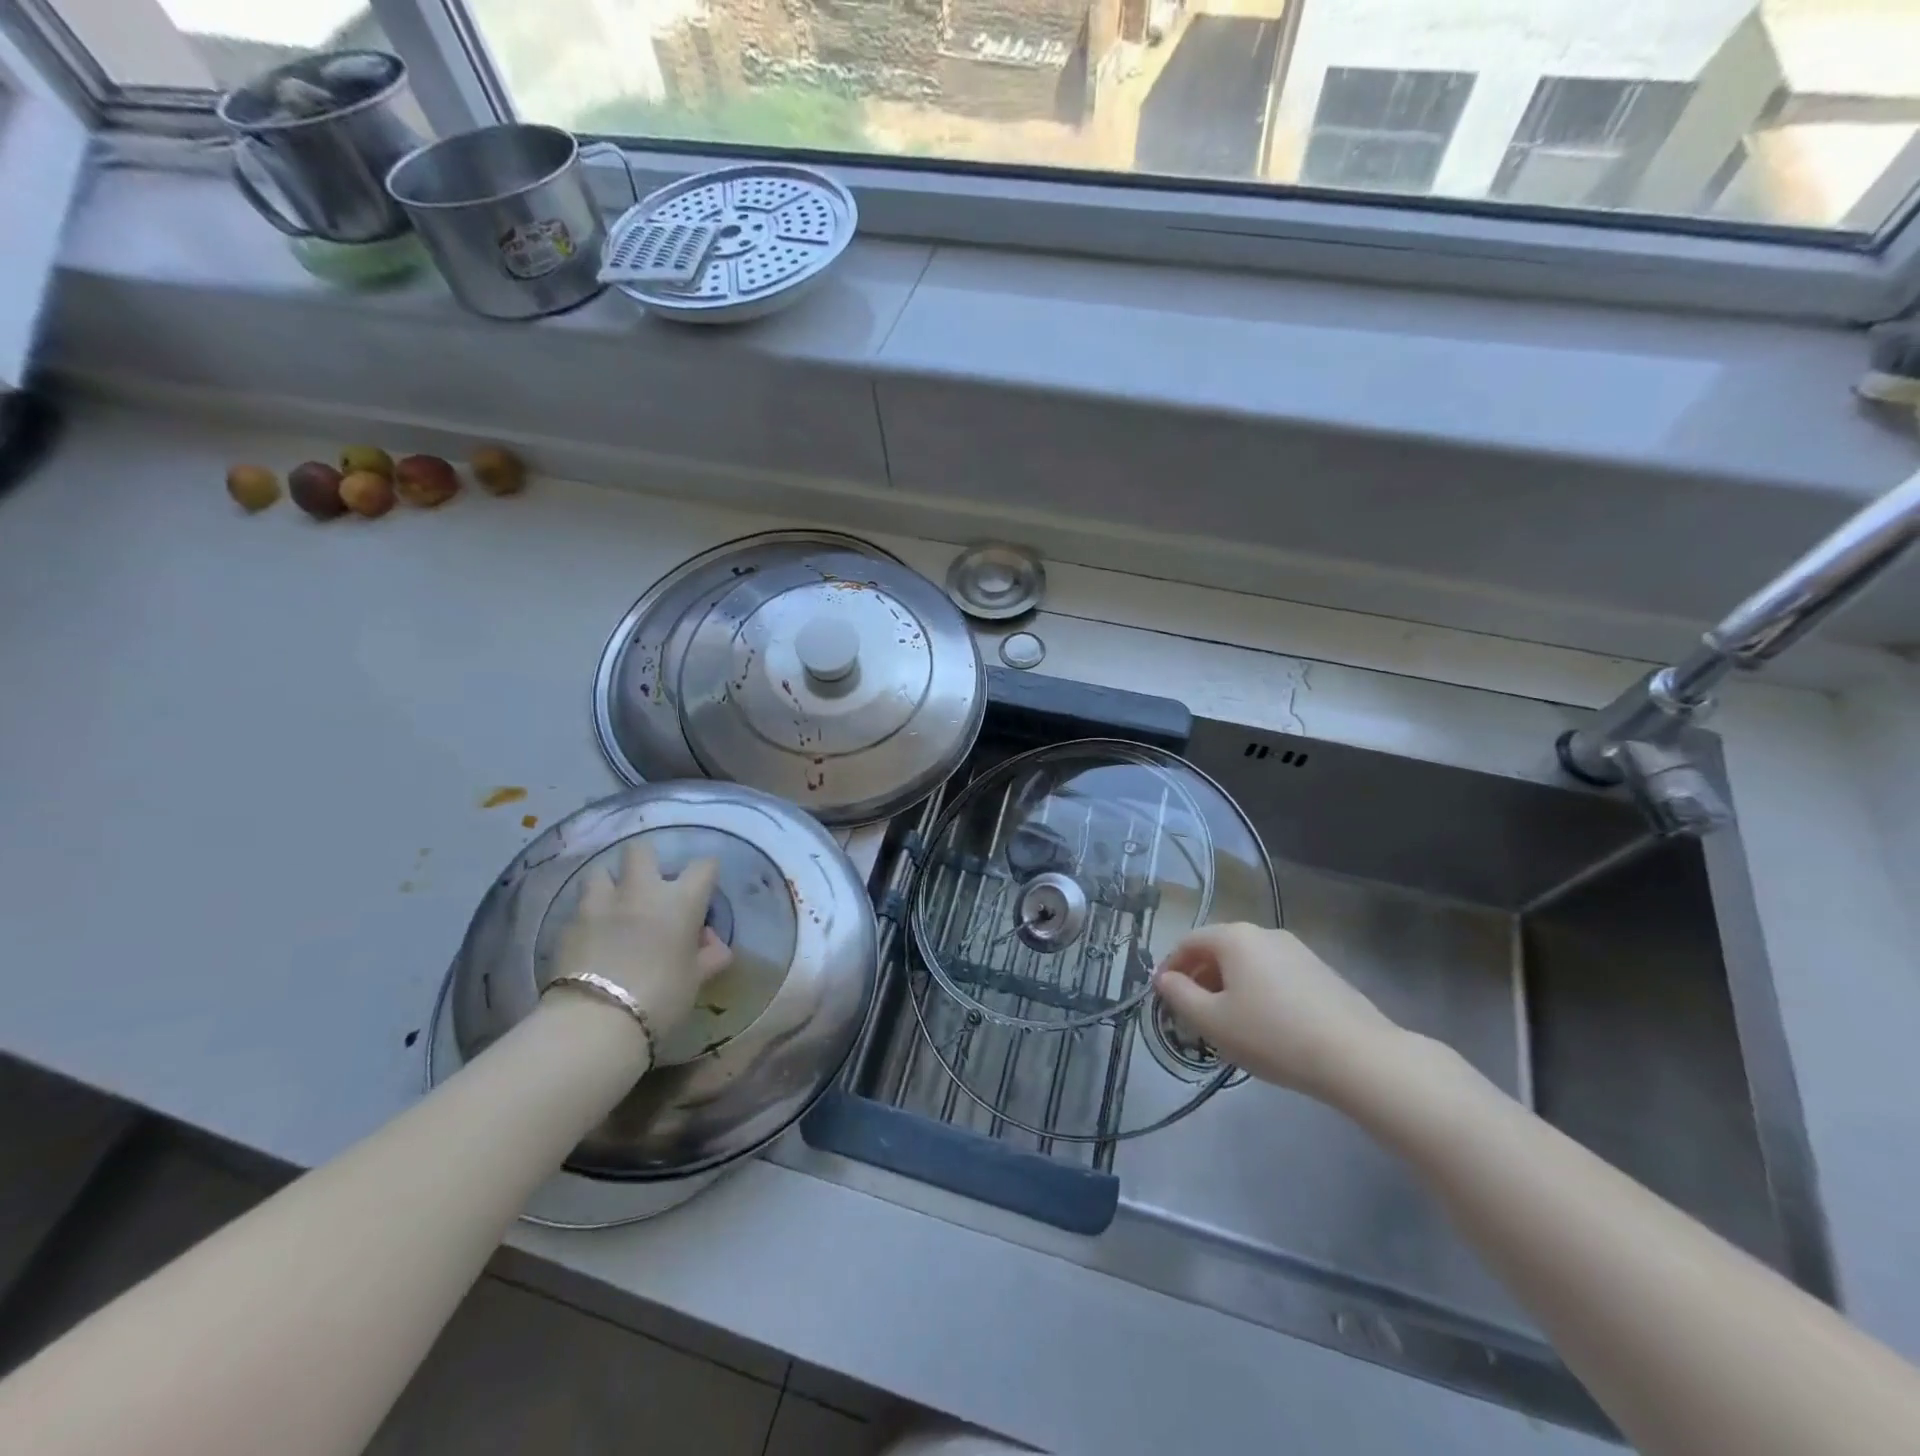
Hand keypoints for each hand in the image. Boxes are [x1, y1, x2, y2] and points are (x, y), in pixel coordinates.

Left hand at [546, 840, 731, 1040]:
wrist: (596, 1022)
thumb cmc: (660, 998)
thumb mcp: (695, 980)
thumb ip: (708, 957)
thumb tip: (714, 946)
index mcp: (680, 901)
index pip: (703, 866)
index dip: (706, 874)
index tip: (704, 888)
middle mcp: (641, 891)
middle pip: (641, 850)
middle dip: (646, 861)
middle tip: (649, 887)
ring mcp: (599, 904)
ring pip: (600, 872)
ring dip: (609, 885)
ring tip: (613, 907)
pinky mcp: (567, 925)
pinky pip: (579, 908)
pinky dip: (588, 917)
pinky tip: (591, 938)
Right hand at [1153, 924, 1402, 1103]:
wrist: (1357, 1056)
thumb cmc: (1272, 1035)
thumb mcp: (1212, 1021)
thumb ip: (1179, 995)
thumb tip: (1165, 979)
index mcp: (1234, 937)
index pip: (1188, 942)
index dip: (1171, 968)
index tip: (1163, 997)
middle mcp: (1264, 932)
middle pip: (1219, 949)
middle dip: (1200, 978)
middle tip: (1193, 1014)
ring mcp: (1296, 950)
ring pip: (1248, 962)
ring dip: (1229, 986)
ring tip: (1228, 1023)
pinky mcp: (1320, 971)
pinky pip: (1274, 974)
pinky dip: (1257, 991)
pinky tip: (1265, 1025)